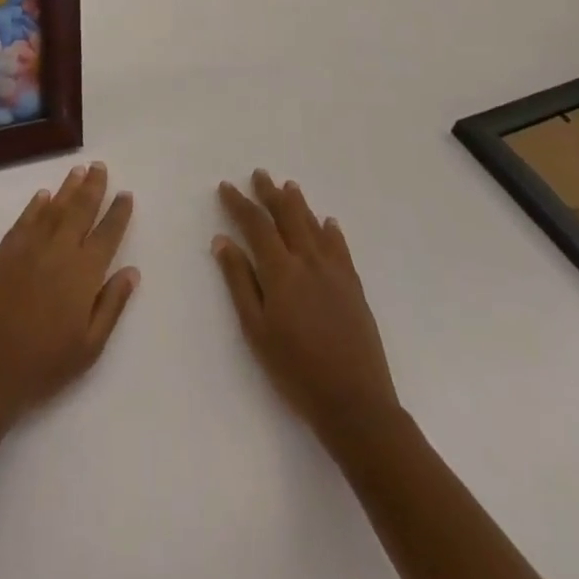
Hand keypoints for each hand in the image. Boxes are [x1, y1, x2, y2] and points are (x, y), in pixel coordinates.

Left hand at [0, 161, 138, 427]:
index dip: (118, 213)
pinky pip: (24, 219)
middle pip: (80, 210)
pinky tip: (44, 196)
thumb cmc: (45, 364)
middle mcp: (58, 251)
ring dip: (68, 188)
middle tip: (100, 167)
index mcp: (83, 273)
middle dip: (93, 187)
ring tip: (78, 171)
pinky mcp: (4, 251)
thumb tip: (131, 271)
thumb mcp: (90, 346)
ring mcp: (28, 247)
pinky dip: (36, 205)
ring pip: (53, 208)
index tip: (126, 194)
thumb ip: (112, 304)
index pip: (107, 234)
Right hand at [212, 170, 399, 442]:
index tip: (226, 187)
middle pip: (287, 216)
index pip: (256, 225)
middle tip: (259, 174)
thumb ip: (239, 281)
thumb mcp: (256, 329)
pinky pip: (341, 248)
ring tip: (289, 186)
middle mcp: (308, 261)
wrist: (355, 403)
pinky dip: (331, 231)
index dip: (240, 204)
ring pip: (314, 226)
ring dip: (299, 204)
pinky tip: (328, 223)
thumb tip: (222, 241)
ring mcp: (335, 272)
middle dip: (270, 193)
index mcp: (281, 271)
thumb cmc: (295, 370)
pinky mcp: (354, 287)